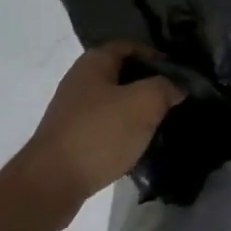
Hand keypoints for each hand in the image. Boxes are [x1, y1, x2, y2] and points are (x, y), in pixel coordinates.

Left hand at [12, 44, 182, 229]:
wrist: (51, 183)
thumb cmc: (99, 133)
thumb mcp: (143, 104)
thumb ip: (165, 88)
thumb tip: (177, 86)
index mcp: (94, 62)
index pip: (130, 46)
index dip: (156, 56)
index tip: (179, 74)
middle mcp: (80, 80)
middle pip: (122, 74)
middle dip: (148, 85)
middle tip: (173, 100)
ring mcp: (72, 111)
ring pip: (114, 103)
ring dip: (136, 112)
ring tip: (160, 125)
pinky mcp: (71, 138)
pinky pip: (104, 127)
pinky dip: (121, 133)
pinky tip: (136, 147)